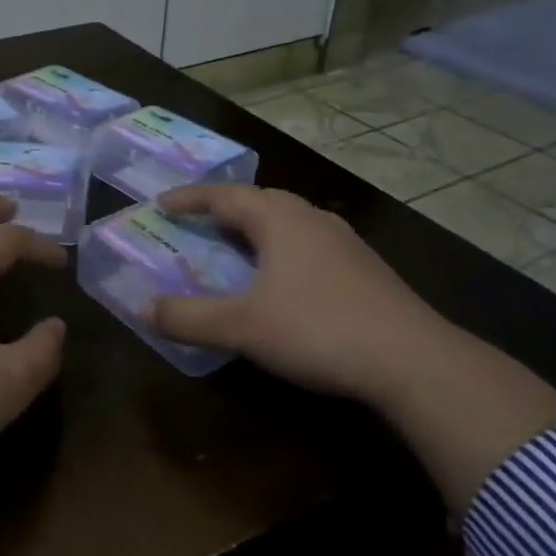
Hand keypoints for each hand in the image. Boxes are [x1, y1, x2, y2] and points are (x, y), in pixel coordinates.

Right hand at [147, 184, 457, 409]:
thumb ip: (189, 317)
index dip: (190, 198)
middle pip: (261, 201)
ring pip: (290, 222)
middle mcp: (313, 220)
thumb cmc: (318, 329)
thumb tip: (142, 308)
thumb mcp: (242, 327)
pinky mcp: (365, 270)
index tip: (162, 202)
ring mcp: (345, 243)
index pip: (225, 196)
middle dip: (225, 208)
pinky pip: (310, 244)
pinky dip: (283, 250)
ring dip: (257, 228)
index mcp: (280, 220)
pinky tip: (284, 279)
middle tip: (198, 222)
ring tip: (236, 247)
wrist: (413, 360)